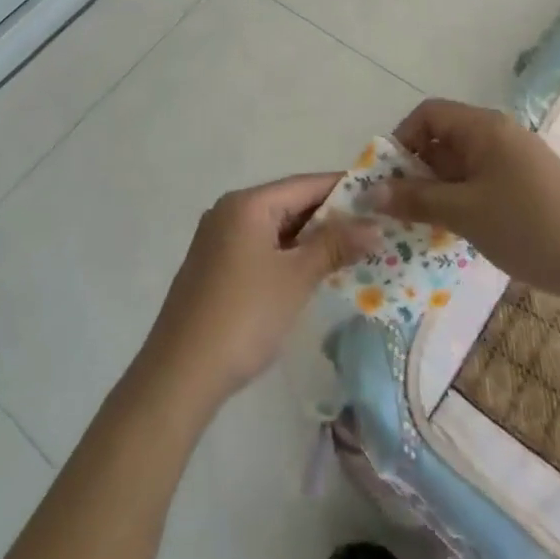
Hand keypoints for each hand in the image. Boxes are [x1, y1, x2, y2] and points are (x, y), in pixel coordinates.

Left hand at [138, 173, 378, 408]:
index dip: (344, 189)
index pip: (305, 184)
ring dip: (310, 238)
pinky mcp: (214, 265)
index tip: (379, 198)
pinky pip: (260, 246)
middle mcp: (230, 210)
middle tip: (372, 230)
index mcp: (248, 203)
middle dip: (330, 217)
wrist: (180, 374)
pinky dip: (288, 253)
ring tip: (351, 251)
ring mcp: (218, 238)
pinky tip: (311, 272)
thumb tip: (375, 225)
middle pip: (289, 202)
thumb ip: (335, 245)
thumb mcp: (296, 278)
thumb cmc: (244, 317)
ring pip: (275, 227)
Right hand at [379, 99, 559, 302]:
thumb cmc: (529, 226)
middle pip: (444, 138)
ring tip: (425, 225)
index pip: (428, 114)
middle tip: (401, 209)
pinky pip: (482, 180)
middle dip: (417, 170)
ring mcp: (517, 159)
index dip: (402, 140)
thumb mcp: (465, 213)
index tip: (390, 179)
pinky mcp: (529, 184)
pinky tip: (460, 230)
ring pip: (463, 163)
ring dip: (439, 188)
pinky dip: (463, 198)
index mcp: (483, 127)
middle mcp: (499, 133)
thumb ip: (417, 200)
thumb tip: (371, 193)